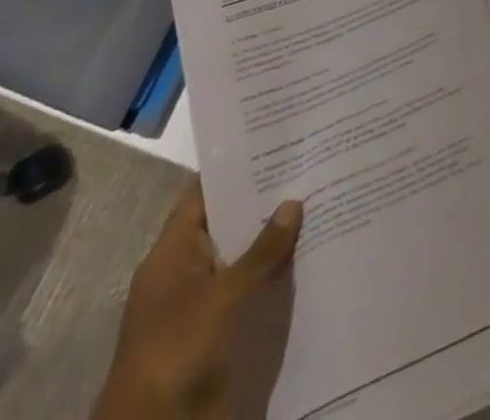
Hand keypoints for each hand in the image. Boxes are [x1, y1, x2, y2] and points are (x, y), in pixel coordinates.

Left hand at [93, 180, 302, 419]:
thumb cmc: (175, 350)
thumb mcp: (221, 297)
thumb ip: (259, 252)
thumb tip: (293, 201)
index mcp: (171, 252)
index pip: (203, 193)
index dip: (233, 166)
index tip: (272, 140)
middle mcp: (184, 271)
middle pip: (226, 223)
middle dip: (262, 201)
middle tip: (307, 167)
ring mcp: (199, 303)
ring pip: (240, 258)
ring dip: (271, 241)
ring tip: (317, 204)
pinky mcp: (215, 333)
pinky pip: (247, 292)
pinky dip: (271, 277)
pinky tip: (308, 259)